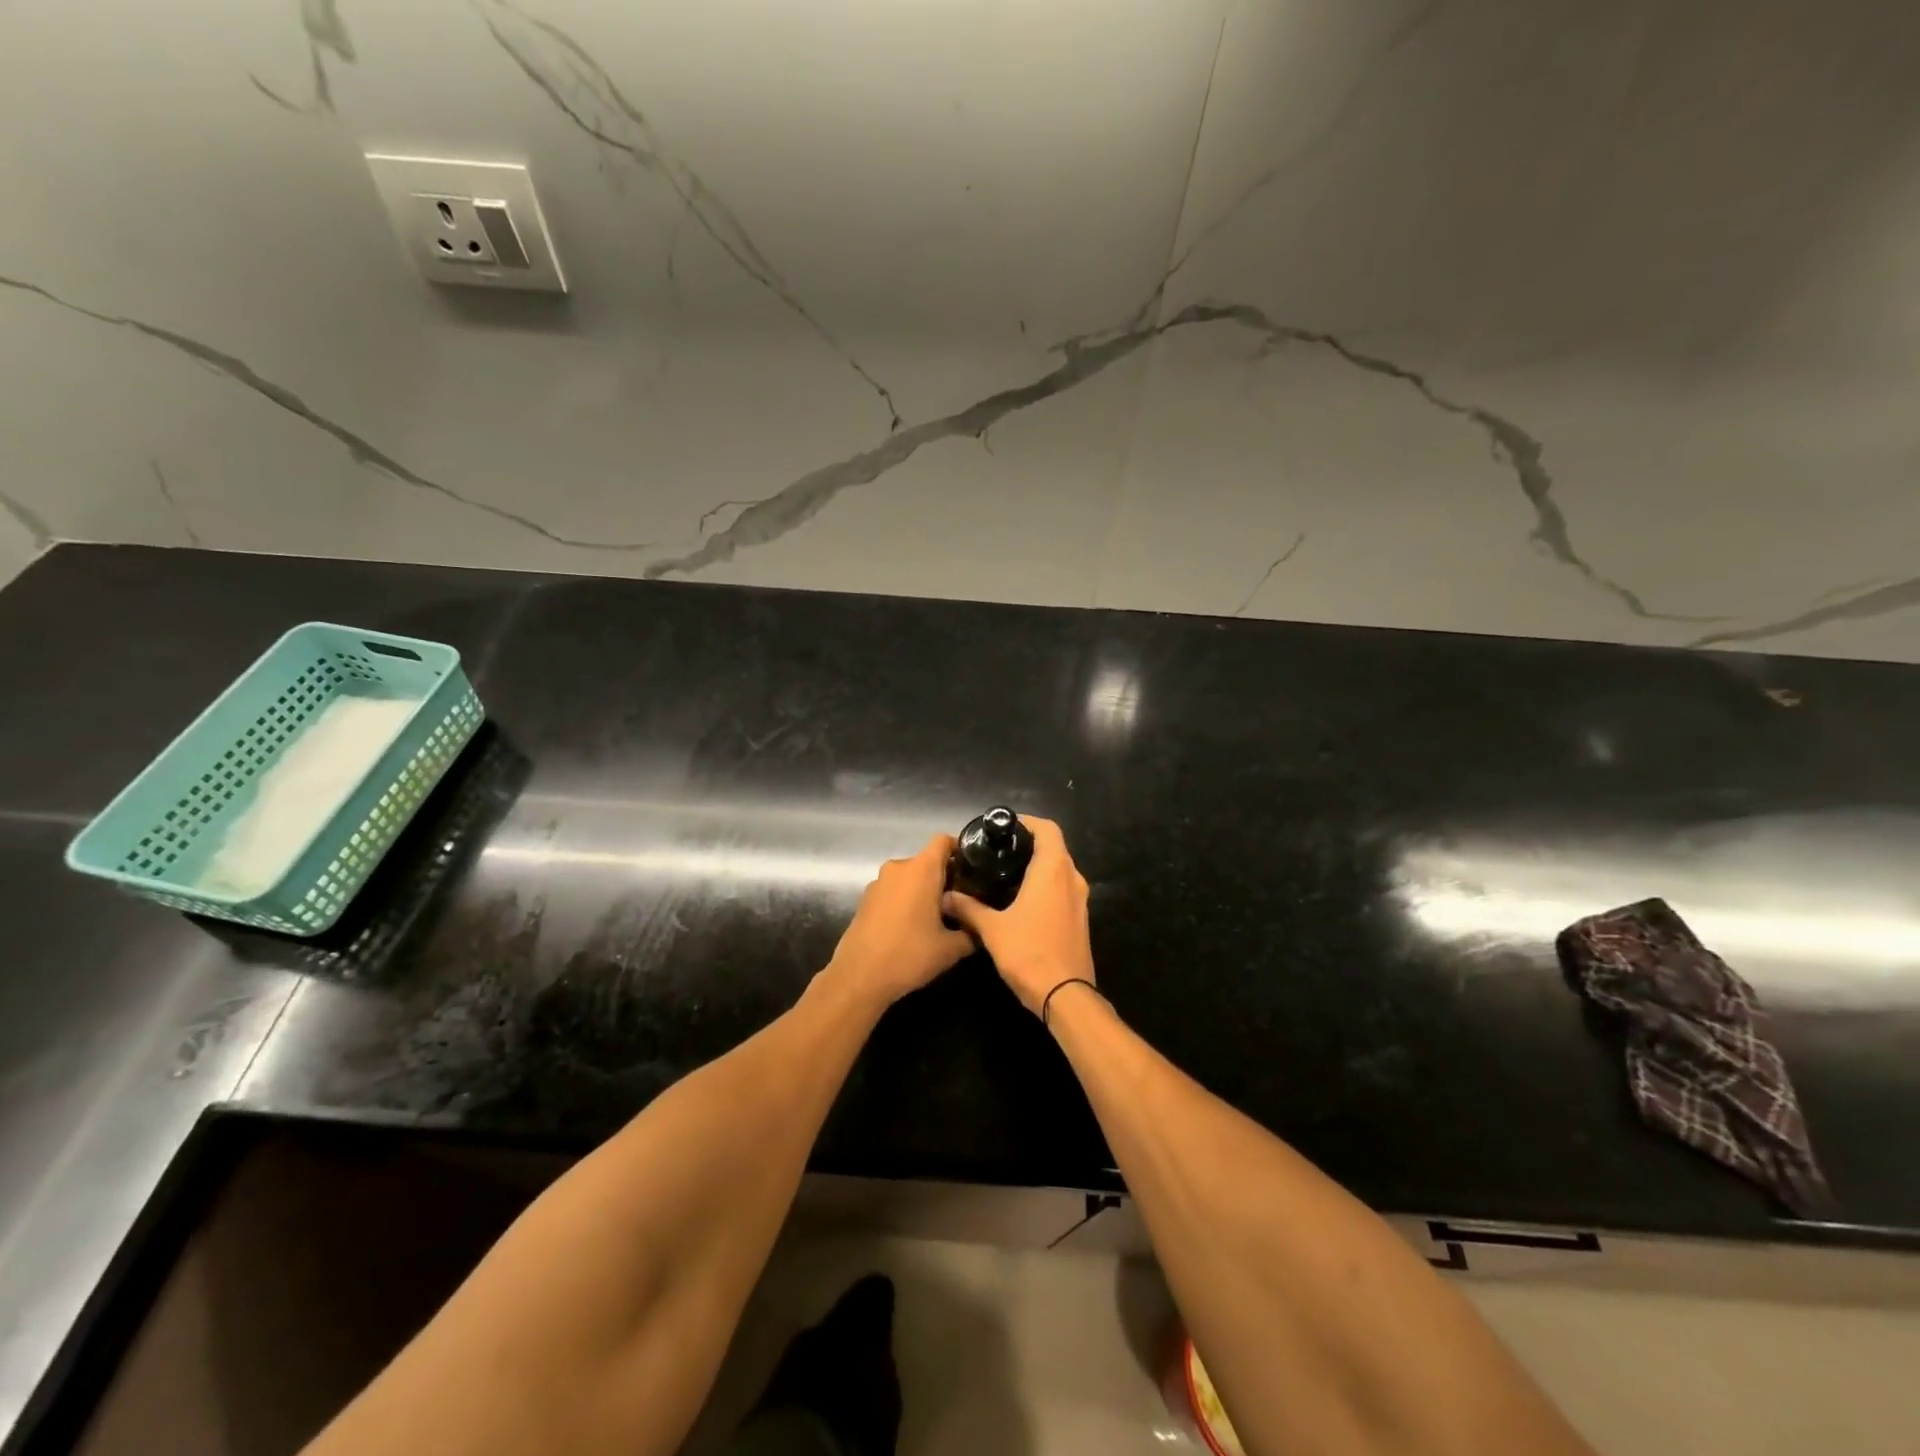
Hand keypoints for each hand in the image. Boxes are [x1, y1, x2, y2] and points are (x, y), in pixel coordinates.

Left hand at [823, 835, 975, 1009]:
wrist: (859, 977)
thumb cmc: (910, 955)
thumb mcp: (951, 949)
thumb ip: (971, 933)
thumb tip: (980, 929)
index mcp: (922, 869)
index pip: (943, 841)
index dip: (959, 850)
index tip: (972, 870)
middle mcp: (899, 868)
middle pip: (927, 861)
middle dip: (944, 877)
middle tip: (960, 902)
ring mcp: (878, 883)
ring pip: (909, 877)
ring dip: (923, 891)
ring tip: (936, 918)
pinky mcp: (865, 899)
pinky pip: (893, 891)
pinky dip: (905, 901)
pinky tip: (911, 927)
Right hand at [941, 816, 1093, 1015]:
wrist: (1065, 995)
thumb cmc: (1029, 952)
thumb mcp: (992, 929)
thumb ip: (968, 908)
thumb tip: (947, 896)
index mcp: (1053, 870)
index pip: (1048, 829)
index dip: (1028, 822)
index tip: (1005, 827)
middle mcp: (1072, 878)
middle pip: (1055, 847)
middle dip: (1029, 844)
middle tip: (999, 850)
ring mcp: (1080, 899)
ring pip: (1060, 869)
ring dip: (1038, 866)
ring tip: (1006, 873)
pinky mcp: (1080, 918)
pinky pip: (1063, 889)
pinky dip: (1046, 885)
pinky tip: (1022, 900)